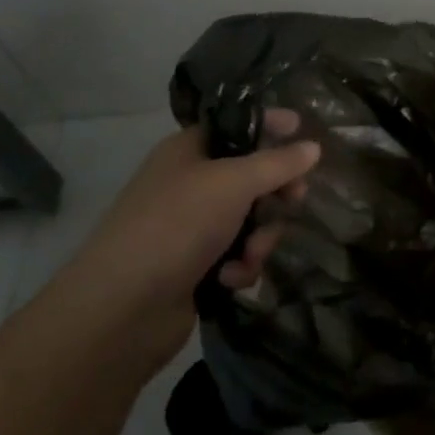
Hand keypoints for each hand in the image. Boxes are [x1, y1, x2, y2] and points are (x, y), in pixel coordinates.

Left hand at [45, 109, 319, 373]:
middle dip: (274, 193)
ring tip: (250, 254)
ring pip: (249, 219)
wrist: (121, 309)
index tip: (303, 130)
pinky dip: (240, 265)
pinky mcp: (194, 266)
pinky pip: (236, 254)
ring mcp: (190, 227)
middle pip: (250, 176)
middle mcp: (189, 183)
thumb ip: (278, 163)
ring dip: (259, 237)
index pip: (237, 125)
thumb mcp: (234, 183)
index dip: (270, 125)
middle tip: (294, 201)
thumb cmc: (177, 225)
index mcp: (188, 150)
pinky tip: (231, 279)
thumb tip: (313, 147)